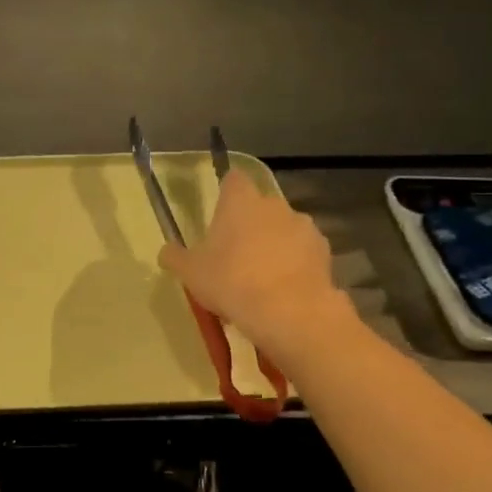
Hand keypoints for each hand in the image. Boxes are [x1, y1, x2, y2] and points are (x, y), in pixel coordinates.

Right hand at [156, 172, 348, 358]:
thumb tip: (166, 251)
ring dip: (274, 244)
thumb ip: (175, 257)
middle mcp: (275, 205)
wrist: (289, 311)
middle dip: (249, 224)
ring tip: (261, 277)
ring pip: (283, 229)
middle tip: (234, 254)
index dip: (226, 193)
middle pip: (259, 206)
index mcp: (240, 201)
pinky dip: (294, 265)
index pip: (233, 180)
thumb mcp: (190, 272)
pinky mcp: (324, 253)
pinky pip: (303, 253)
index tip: (219, 213)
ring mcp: (304, 227)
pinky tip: (283, 290)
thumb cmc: (231, 281)